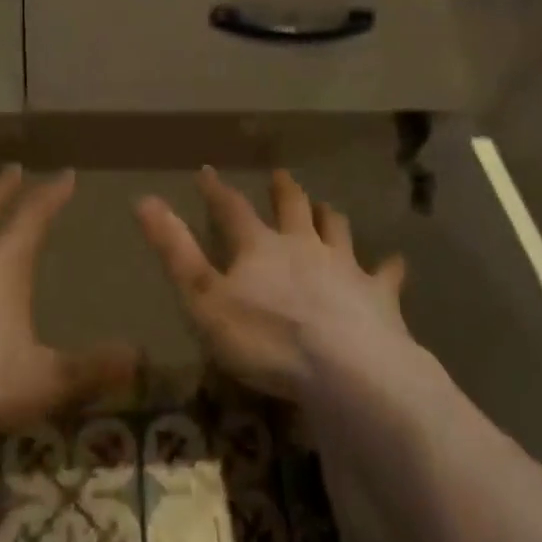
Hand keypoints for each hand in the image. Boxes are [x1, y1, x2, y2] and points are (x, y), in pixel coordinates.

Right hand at [137, 168, 408, 401]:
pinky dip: (389, 268)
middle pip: (293, 209)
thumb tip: (143, 199)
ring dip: (330, 217)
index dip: (217, 191)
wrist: (345, 370)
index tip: (207, 172)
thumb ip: (175, 250)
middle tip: (283, 176)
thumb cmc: (265, 338)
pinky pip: (386, 275)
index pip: (231, 209)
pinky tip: (397, 263)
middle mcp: (303, 245)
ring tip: (328, 208)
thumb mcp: (204, 298)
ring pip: (337, 230)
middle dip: (285, 192)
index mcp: (260, 247)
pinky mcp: (378, 296)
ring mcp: (344, 267)